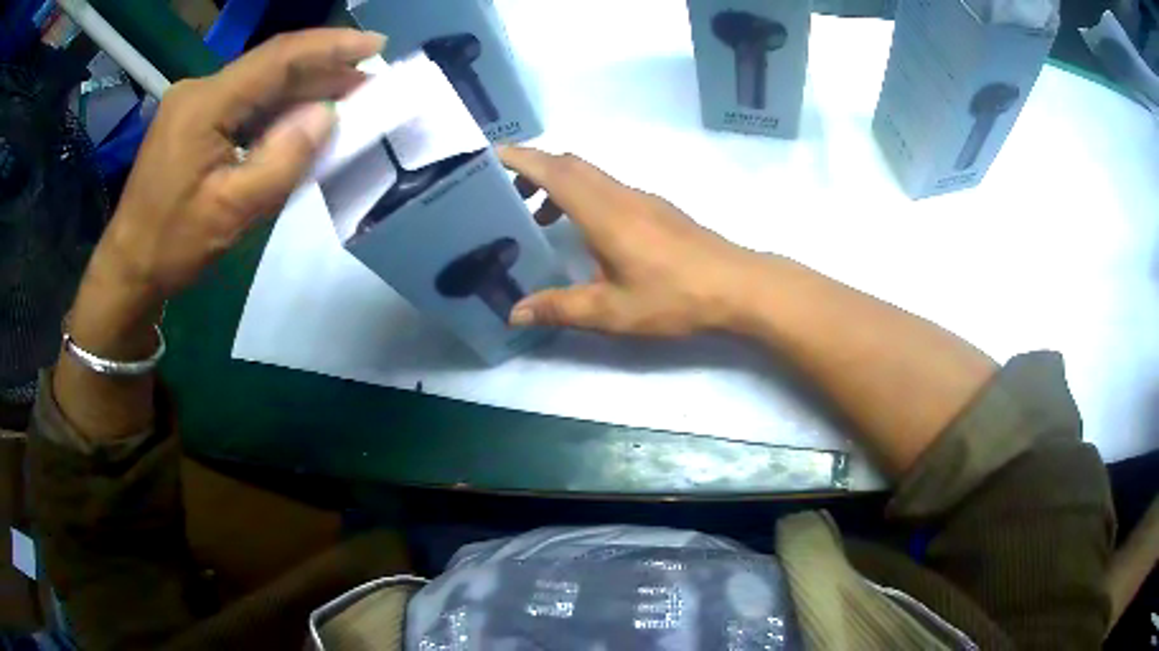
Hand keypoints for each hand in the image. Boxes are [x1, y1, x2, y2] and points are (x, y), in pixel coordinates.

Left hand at [71, 29, 383, 353]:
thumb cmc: (173, 245)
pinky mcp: (192, 120)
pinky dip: (275, 109)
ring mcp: (193, 103)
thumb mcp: (232, 211)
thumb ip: (283, 159)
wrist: (129, 268)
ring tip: (344, 99)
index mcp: (205, 104)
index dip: (330, 46)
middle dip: (322, 71)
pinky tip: (299, 119)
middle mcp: (199, 90)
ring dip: (301, 90)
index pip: (277, 57)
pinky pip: (243, 104)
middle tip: (367, 83)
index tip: (375, 44)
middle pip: (269, 67)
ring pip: (258, 85)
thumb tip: (327, 114)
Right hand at [501, 147, 764, 336]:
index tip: (488, 156)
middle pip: (568, 164)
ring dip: (557, 184)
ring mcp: (641, 198)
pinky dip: (581, 196)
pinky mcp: (656, 208)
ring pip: (589, 175)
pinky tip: (583, 234)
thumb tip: (515, 313)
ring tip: (536, 218)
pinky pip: (607, 188)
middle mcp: (619, 194)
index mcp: (603, 212)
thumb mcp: (612, 311)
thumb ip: (560, 308)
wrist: (737, 286)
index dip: (519, 159)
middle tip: (504, 193)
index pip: (552, 171)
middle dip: (532, 168)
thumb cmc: (675, 296)